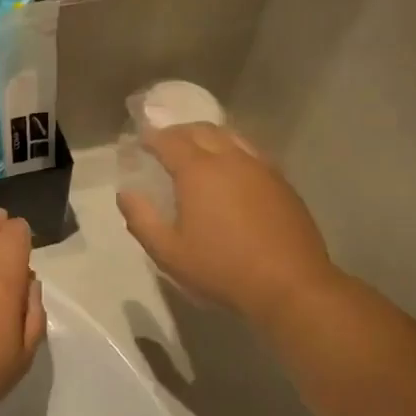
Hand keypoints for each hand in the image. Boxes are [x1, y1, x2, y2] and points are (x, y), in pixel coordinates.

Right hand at [117, 125, 342, 326]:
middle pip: (201, 130)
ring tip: (197, 151)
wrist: (290, 285)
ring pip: (230, 136)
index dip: (151, 138)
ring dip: (208, 137)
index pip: (169, 140)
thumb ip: (142, 219)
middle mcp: (230, 158)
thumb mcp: (169, 253)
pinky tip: (231, 170)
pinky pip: (251, 152)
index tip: (140, 143)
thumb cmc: (222, 269)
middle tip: (164, 144)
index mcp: (199, 171)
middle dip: (179, 132)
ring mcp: (260, 167)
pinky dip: (232, 150)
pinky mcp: (281, 181)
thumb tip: (126, 193)